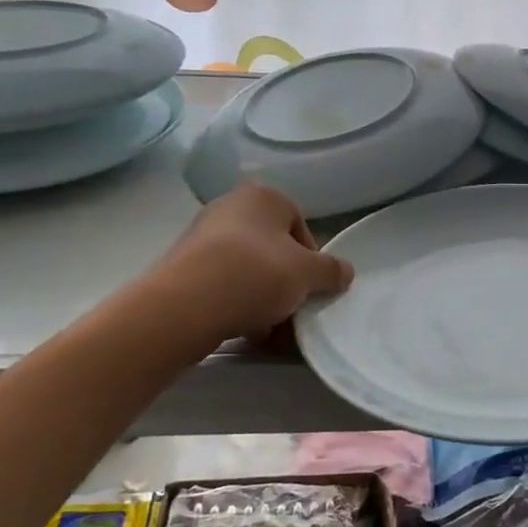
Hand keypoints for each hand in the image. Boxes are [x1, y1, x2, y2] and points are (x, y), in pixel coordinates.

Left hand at [156, 182, 352, 343]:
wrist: (185, 306)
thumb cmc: (256, 274)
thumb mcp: (308, 274)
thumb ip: (331, 271)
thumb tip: (345, 271)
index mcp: (262, 196)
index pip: (300, 226)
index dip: (311, 260)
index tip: (311, 287)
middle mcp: (230, 208)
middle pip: (273, 249)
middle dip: (286, 282)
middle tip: (293, 310)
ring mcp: (201, 237)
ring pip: (248, 270)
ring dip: (263, 298)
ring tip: (269, 328)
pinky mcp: (182, 267)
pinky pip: (222, 285)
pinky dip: (236, 305)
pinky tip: (245, 330)